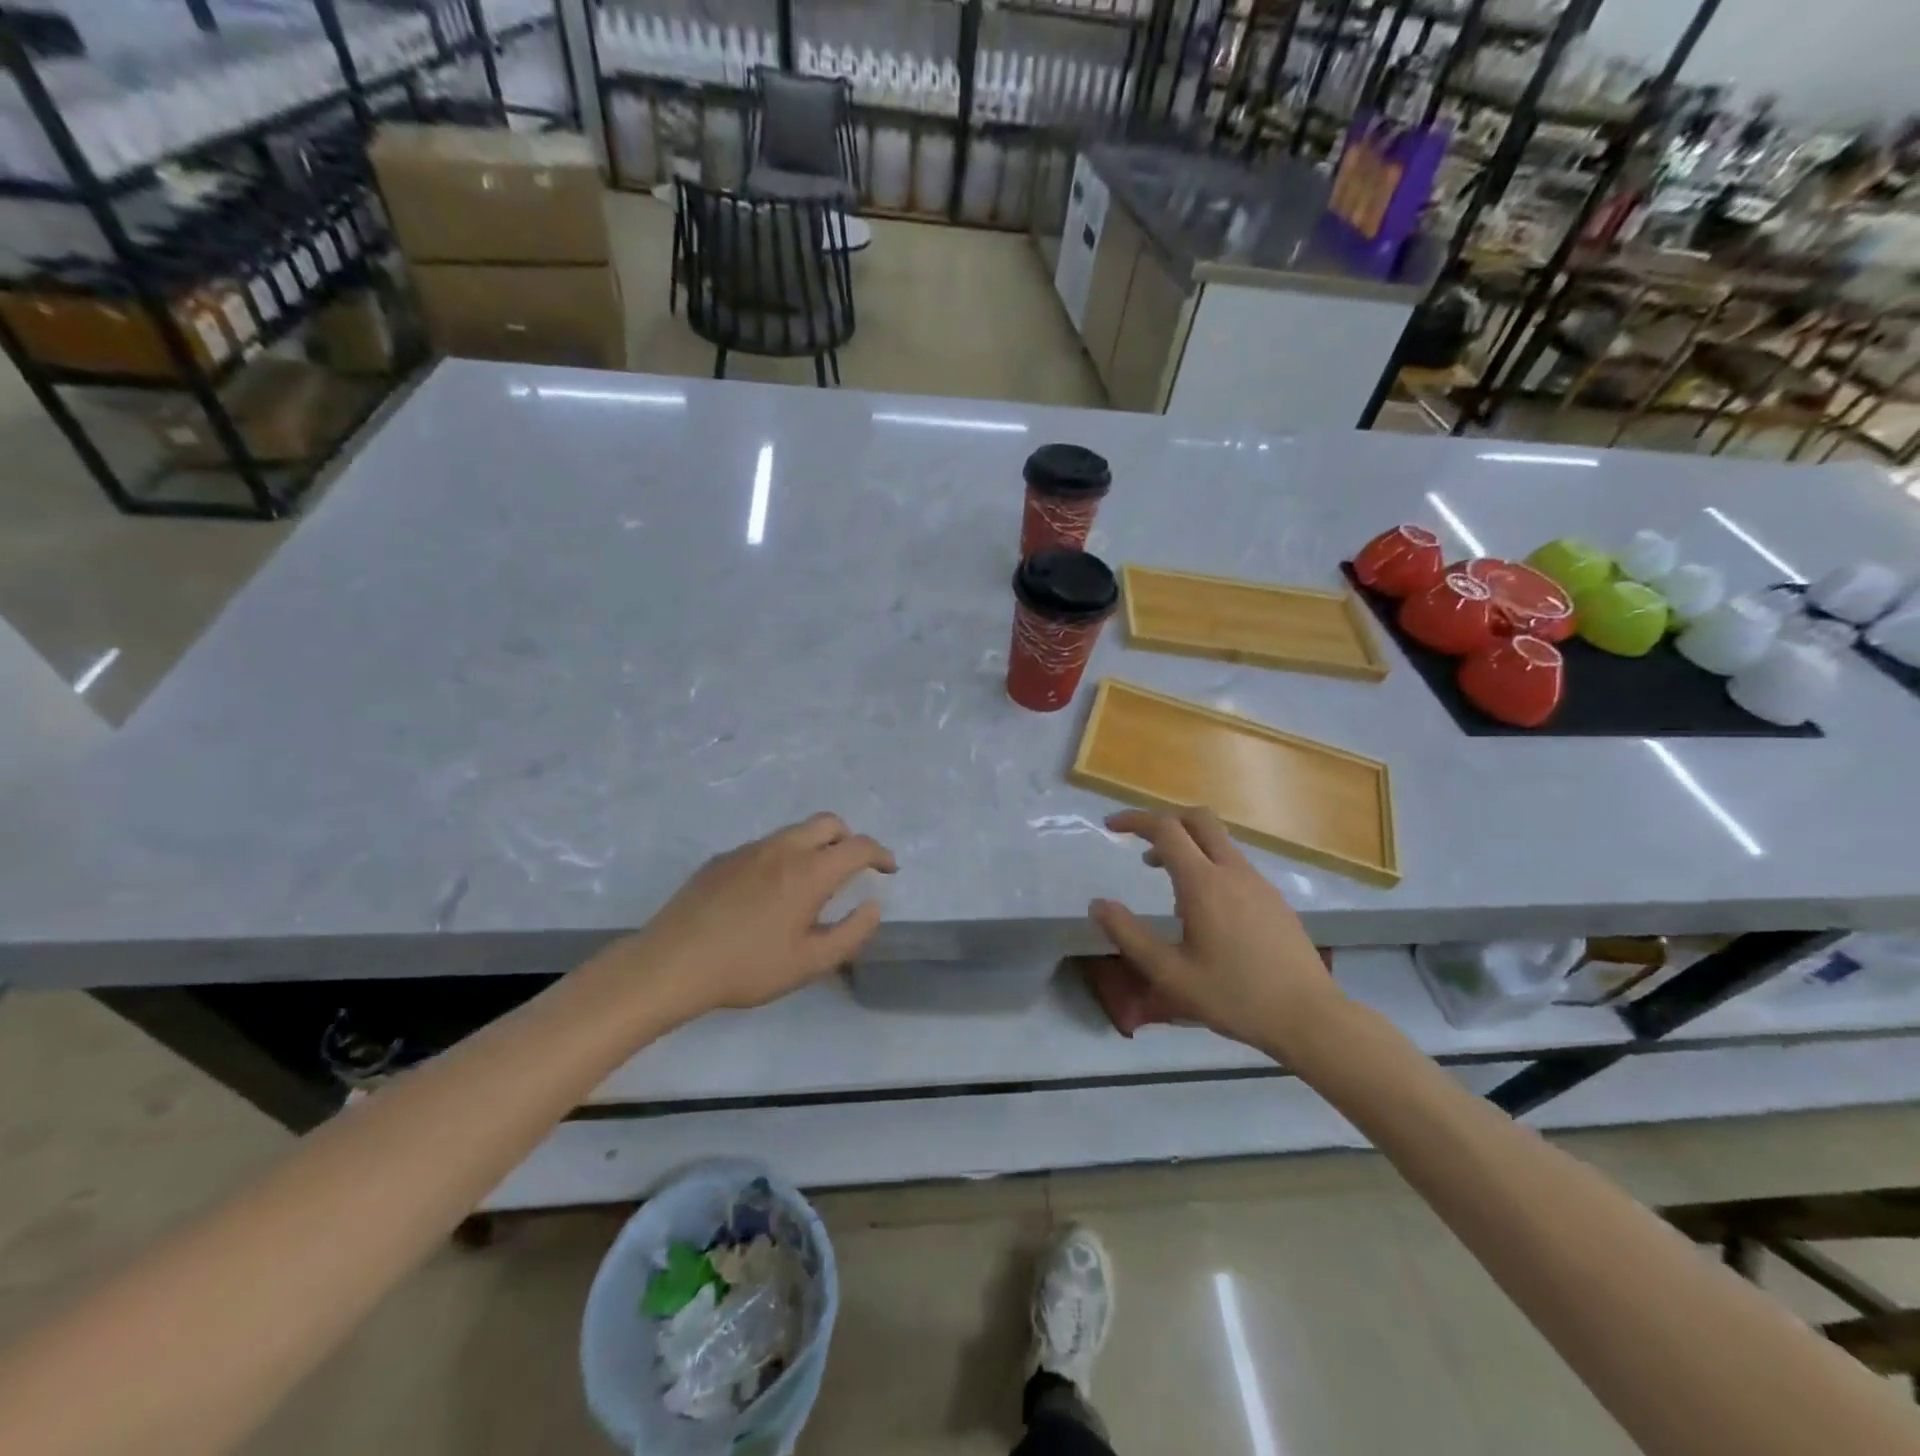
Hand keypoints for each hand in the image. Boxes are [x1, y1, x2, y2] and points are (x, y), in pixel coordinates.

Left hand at [631, 813, 895, 1013]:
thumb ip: (851, 933)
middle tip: (852, 868)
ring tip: (811, 884)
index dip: (880, 854)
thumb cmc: (748, 967)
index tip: (888, 869)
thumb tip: (873, 906)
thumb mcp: (810, 963)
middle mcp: (782, 849)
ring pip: (794, 831)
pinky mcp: (722, 859)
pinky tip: (768, 894)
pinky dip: (783, 857)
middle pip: (828, 823)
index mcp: (809, 872)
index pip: (857, 846)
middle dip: (849, 838)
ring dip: (815, 846)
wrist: (671, 964)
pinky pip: (765, 846)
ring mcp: (749, 850)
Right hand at [1088, 808, 1342, 1055]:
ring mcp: (1259, 883)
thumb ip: (1129, 935)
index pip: (1166, 829)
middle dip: (1166, 820)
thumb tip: (1097, 904)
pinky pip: (1235, 864)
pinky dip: (1209, 864)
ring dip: (1188, 845)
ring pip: (1219, 841)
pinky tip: (1203, 907)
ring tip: (1166, 880)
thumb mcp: (1170, 974)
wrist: (1310, 1018)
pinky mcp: (1274, 899)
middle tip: (1141, 841)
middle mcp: (1233, 871)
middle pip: (1199, 819)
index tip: (1111, 827)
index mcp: (1203, 883)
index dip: (1135, 820)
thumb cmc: (1234, 997)